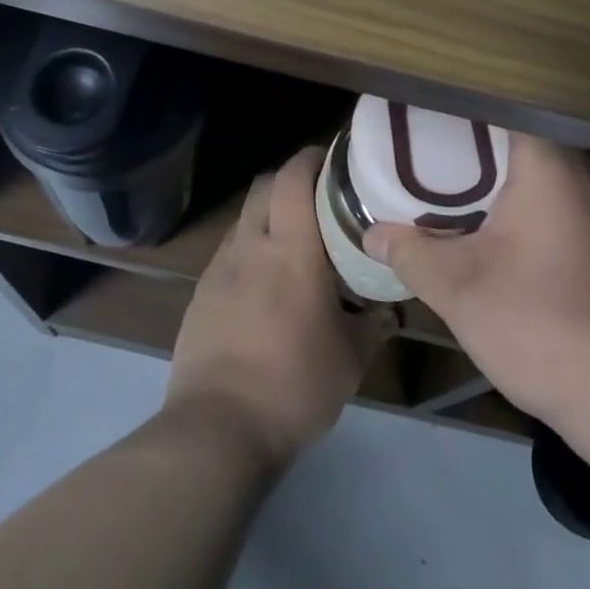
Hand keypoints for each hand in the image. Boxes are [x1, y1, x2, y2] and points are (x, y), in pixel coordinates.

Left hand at [167, 147, 395, 468]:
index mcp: (290, 249)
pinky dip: (250, 251)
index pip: (293, 178)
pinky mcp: (200, 295)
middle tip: (320, 199)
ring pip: (245, 219)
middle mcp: (250, 246)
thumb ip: (372, 325)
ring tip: (294, 243)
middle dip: (290, 181)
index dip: (311, 158)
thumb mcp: (350, 359)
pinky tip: (265, 284)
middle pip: (264, 187)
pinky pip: (229, 254)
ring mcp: (219, 269)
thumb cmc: (293, 384)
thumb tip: (389, 311)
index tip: (333, 158)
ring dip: (268, 217)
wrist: (216, 429)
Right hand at [364, 135, 589, 438]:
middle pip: (520, 139)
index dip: (462, 106)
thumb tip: (373, 233)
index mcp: (548, 167)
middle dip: (472, 144)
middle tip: (425, 149)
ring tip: (448, 183)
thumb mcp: (459, 291)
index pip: (504, 107)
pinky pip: (555, 202)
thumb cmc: (541, 326)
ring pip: (539, 173)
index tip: (425, 113)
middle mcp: (582, 176)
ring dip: (497, 177)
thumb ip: (411, 254)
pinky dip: (520, 204)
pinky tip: (491, 230)